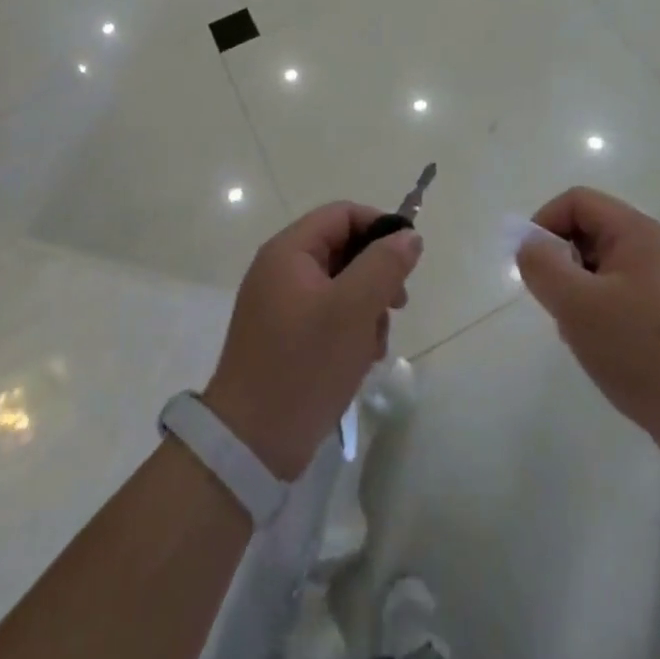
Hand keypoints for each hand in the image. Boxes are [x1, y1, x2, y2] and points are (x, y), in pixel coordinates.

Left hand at [203, 202, 421, 480]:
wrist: (250, 444)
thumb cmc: (304, 364)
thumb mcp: (354, 309)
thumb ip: (384, 264)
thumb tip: (409, 236)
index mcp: (289, 251)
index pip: (342, 214)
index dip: (379, 226)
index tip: (408, 259)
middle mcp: (280, 270)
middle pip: (342, 249)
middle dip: (376, 274)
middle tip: (397, 306)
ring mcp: (280, 305)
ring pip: (340, 285)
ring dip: (366, 307)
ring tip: (375, 344)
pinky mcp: (284, 336)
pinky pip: (326, 315)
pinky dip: (349, 329)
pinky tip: (360, 360)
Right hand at [516, 187, 659, 472]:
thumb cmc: (642, 351)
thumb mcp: (578, 306)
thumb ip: (543, 267)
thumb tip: (528, 244)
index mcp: (634, 231)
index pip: (576, 201)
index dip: (545, 224)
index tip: (532, 267)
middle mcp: (651, 247)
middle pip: (588, 232)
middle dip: (561, 264)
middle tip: (557, 306)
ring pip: (600, 269)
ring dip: (578, 294)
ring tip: (581, 335)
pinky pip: (619, 297)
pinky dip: (599, 316)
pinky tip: (602, 352)